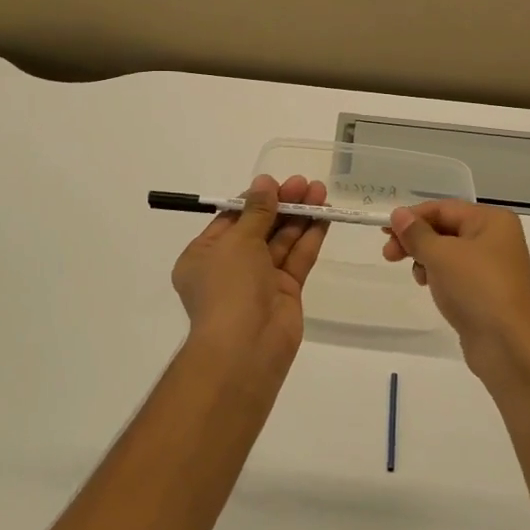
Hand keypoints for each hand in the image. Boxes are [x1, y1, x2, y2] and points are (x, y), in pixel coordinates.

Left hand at [172, 174, 328, 361]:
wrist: (246, 347)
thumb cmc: (229, 287)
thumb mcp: (237, 241)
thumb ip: (257, 211)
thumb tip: (264, 182)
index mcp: (204, 255)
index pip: (231, 219)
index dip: (255, 200)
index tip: (276, 183)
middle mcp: (230, 267)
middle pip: (259, 228)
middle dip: (281, 205)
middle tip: (305, 183)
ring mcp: (259, 281)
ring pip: (281, 241)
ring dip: (299, 216)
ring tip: (320, 192)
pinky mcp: (285, 293)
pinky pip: (297, 259)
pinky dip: (309, 238)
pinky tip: (325, 216)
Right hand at [383, 200, 529, 391]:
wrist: (511, 346)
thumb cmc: (477, 288)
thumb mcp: (441, 255)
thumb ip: (417, 233)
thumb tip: (398, 214)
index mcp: (491, 220)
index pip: (443, 208)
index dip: (412, 217)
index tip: (384, 232)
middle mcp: (495, 238)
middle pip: (445, 229)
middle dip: (416, 240)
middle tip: (388, 255)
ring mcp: (492, 267)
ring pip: (448, 253)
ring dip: (425, 259)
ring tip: (417, 276)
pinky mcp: (485, 293)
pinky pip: (455, 275)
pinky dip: (438, 277)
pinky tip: (429, 287)